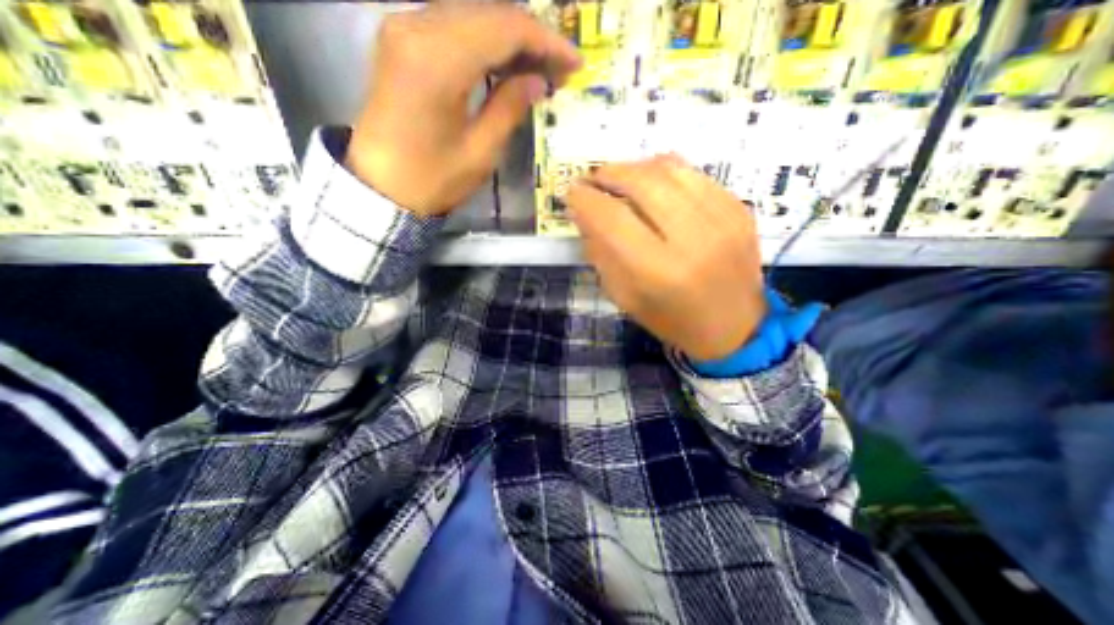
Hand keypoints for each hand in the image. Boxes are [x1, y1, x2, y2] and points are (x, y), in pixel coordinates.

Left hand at [350, 1, 582, 215]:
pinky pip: (453, 27)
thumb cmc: (432, 179)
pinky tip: (505, 66)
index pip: (505, 29)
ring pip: (472, 16)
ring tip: (539, 70)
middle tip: (560, 69)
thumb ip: (510, 108)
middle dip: (531, 38)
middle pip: (489, 13)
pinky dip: (485, 42)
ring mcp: (404, 29)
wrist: (380, 186)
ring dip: (510, 39)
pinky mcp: (401, 40)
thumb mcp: (480, 152)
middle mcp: (416, 27)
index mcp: (438, 61)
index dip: (546, 43)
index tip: (574, 63)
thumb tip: (538, 81)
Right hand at [566, 153, 765, 360]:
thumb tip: (583, 213)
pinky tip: (654, 182)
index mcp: (659, 272)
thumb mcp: (624, 297)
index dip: (586, 200)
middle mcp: (693, 239)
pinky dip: (666, 171)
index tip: (572, 192)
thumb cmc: (671, 319)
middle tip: (595, 179)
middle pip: (643, 183)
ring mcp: (722, 219)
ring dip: (636, 167)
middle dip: (610, 173)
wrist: (734, 327)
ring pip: (670, 170)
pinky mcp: (739, 208)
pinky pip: (695, 173)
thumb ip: (601, 254)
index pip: (613, 219)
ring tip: (621, 177)